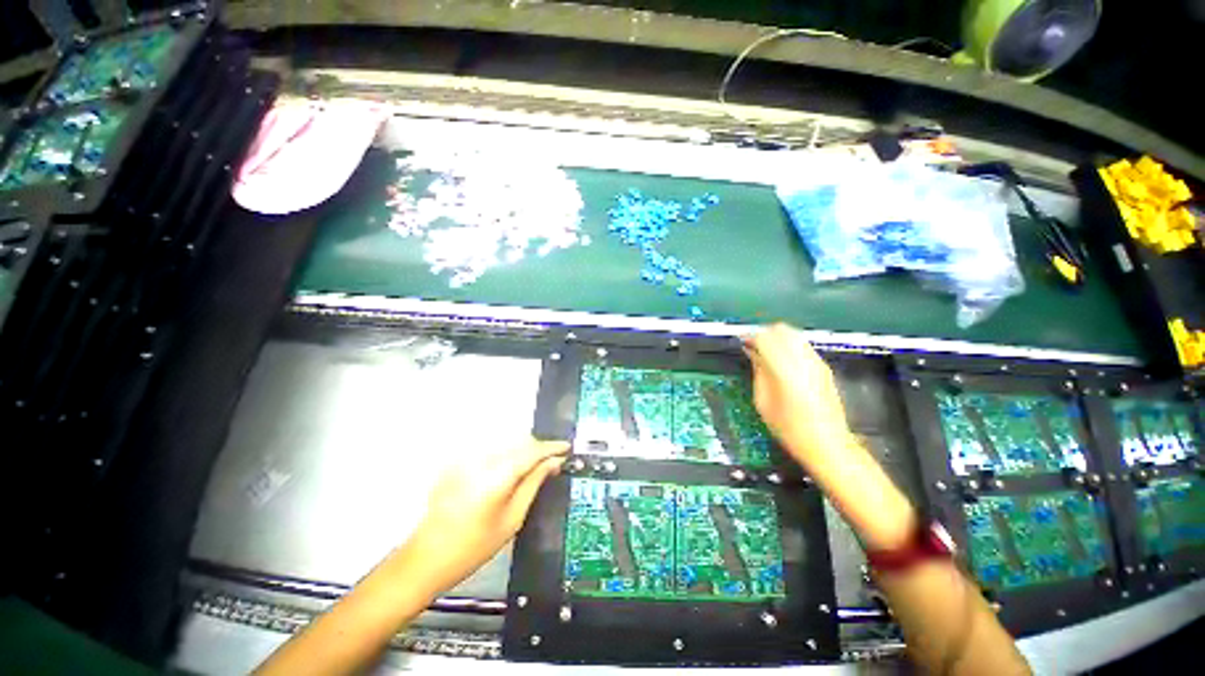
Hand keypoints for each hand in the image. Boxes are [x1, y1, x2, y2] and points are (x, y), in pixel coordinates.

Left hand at [398, 438, 568, 596]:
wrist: (426, 559)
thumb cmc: (473, 547)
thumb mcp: (512, 520)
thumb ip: (534, 484)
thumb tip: (553, 463)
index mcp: (496, 476)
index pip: (531, 451)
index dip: (552, 447)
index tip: (567, 447)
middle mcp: (481, 460)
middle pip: (519, 441)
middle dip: (538, 448)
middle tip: (552, 462)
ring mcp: (467, 460)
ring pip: (506, 443)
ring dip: (523, 450)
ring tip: (534, 466)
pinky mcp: (458, 462)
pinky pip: (491, 450)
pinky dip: (507, 454)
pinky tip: (511, 470)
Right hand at [744, 324, 853, 468]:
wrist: (827, 444)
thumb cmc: (789, 428)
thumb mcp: (763, 401)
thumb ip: (758, 371)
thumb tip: (751, 351)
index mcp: (785, 369)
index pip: (765, 338)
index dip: (750, 336)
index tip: (741, 342)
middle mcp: (803, 360)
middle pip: (781, 330)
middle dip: (764, 334)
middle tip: (752, 346)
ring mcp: (817, 362)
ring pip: (793, 334)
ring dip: (777, 338)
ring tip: (765, 353)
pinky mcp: (824, 367)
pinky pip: (802, 345)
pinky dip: (788, 345)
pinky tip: (781, 361)